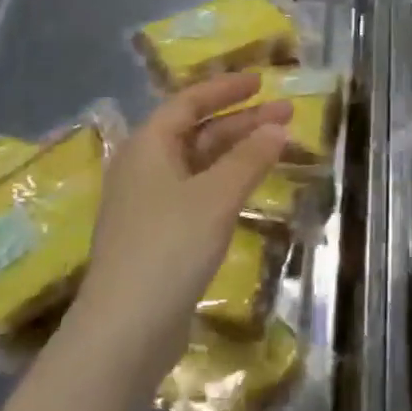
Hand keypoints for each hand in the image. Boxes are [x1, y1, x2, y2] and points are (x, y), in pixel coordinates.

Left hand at [65, 73, 289, 393]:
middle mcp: (144, 169)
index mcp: (147, 148)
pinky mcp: (159, 236)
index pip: (188, 102)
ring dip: (237, 152)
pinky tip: (250, 189)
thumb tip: (278, 127)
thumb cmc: (169, 247)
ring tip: (277, 147)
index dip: (226, 89)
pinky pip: (198, 192)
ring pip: (199, 164)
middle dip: (241, 121)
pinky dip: (226, 182)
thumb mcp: (215, 196)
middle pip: (196, 132)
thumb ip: (249, 158)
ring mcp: (149, 205)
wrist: (125, 329)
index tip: (262, 81)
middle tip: (285, 114)